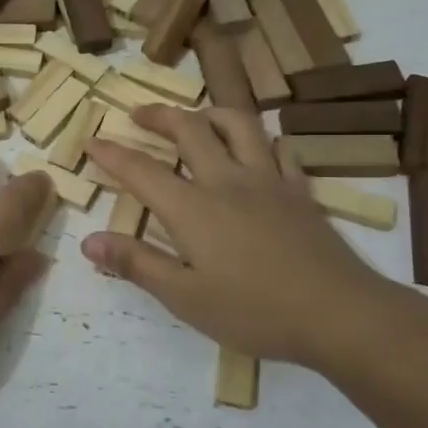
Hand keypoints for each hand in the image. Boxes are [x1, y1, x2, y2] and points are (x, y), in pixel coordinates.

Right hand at [81, 106, 418, 372]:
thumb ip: (137, 264)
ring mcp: (268, 181)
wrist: (338, 313)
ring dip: (209, 113)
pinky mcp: (300, 192)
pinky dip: (261, 140)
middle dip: (158, 115)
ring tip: (195, 119)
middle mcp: (227, 181)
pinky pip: (279, 150)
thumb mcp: (185, 297)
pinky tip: (258, 149)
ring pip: (238, 125)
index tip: (91, 140)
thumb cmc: (254, 311)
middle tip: (138, 114)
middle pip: (189, 129)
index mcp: (193, 208)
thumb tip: (89, 242)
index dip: (112, 154)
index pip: (142, 170)